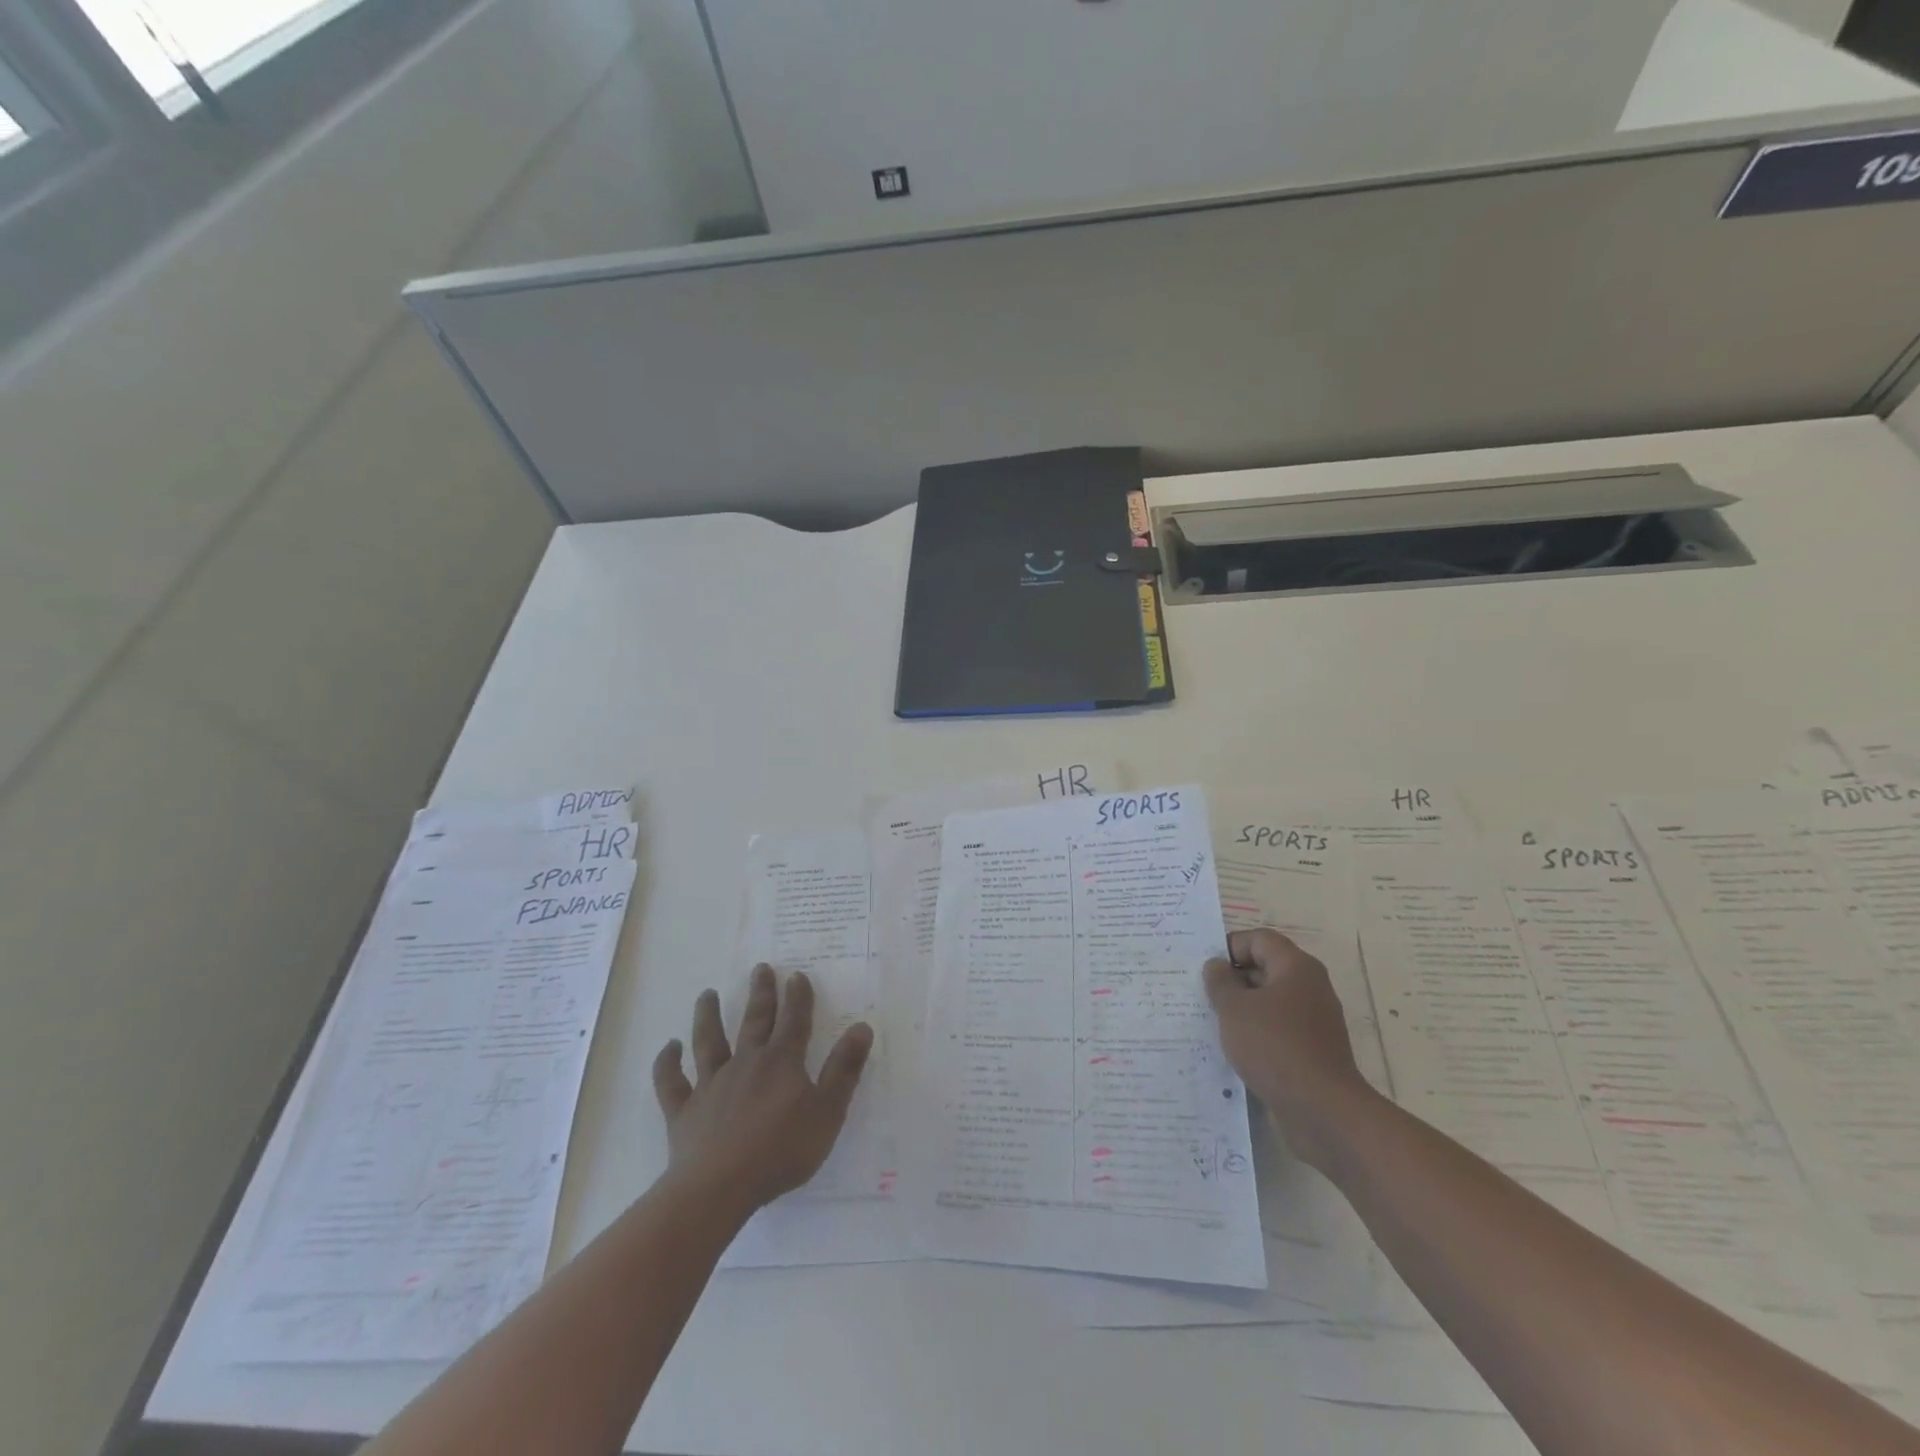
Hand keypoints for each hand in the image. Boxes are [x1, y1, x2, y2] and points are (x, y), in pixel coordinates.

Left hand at [651, 966, 872, 1216]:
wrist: (719, 1187)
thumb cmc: (780, 1151)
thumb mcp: (827, 1112)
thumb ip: (844, 1069)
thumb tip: (861, 1027)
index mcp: (781, 1063)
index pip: (794, 1021)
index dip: (798, 997)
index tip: (797, 975)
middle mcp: (746, 1063)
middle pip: (754, 1021)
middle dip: (760, 994)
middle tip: (760, 968)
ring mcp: (711, 1085)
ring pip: (708, 1041)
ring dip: (708, 1016)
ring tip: (708, 993)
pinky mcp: (683, 1111)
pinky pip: (672, 1082)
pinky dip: (668, 1063)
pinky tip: (669, 1048)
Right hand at [1204, 928, 1374, 1171]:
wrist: (1322, 1111)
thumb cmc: (1274, 1046)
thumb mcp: (1234, 1009)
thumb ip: (1220, 982)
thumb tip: (1217, 966)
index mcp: (1296, 967)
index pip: (1260, 939)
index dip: (1230, 947)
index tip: (1206, 969)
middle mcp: (1310, 988)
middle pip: (1266, 968)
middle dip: (1233, 978)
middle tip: (1203, 993)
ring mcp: (1314, 1021)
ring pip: (1271, 1002)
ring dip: (1243, 1008)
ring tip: (1213, 1022)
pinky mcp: (1313, 1051)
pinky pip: (1278, 1030)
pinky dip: (1257, 1033)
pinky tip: (1235, 1049)